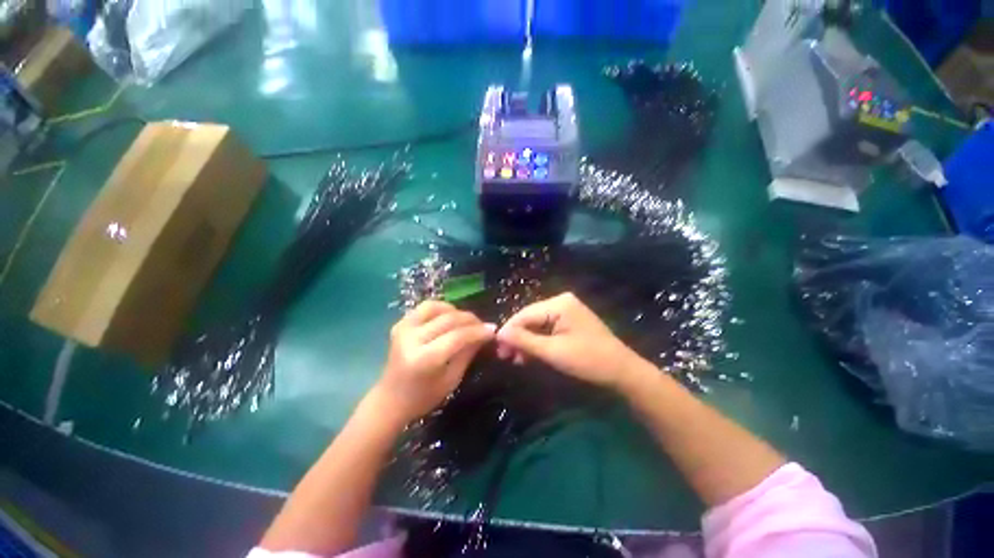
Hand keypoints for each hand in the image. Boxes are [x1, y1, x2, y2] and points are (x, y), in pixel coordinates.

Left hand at [370, 301, 495, 426]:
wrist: (390, 399)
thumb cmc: (424, 397)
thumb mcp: (452, 379)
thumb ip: (468, 352)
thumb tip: (486, 333)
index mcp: (425, 359)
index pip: (458, 336)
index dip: (478, 331)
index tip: (493, 330)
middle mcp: (412, 339)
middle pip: (449, 319)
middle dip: (471, 320)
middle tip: (483, 325)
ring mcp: (403, 329)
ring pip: (436, 307)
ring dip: (456, 311)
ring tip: (466, 321)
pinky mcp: (400, 324)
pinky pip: (425, 307)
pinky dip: (441, 308)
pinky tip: (450, 316)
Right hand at [495, 292, 646, 390]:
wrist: (622, 371)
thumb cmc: (588, 360)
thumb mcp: (552, 351)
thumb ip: (524, 340)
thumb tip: (498, 333)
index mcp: (558, 304)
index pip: (525, 314)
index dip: (509, 331)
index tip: (497, 349)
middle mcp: (561, 301)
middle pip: (530, 318)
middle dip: (517, 337)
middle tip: (505, 357)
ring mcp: (567, 310)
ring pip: (537, 324)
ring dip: (526, 341)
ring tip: (516, 360)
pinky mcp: (570, 321)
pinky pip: (547, 328)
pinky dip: (538, 341)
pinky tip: (530, 355)